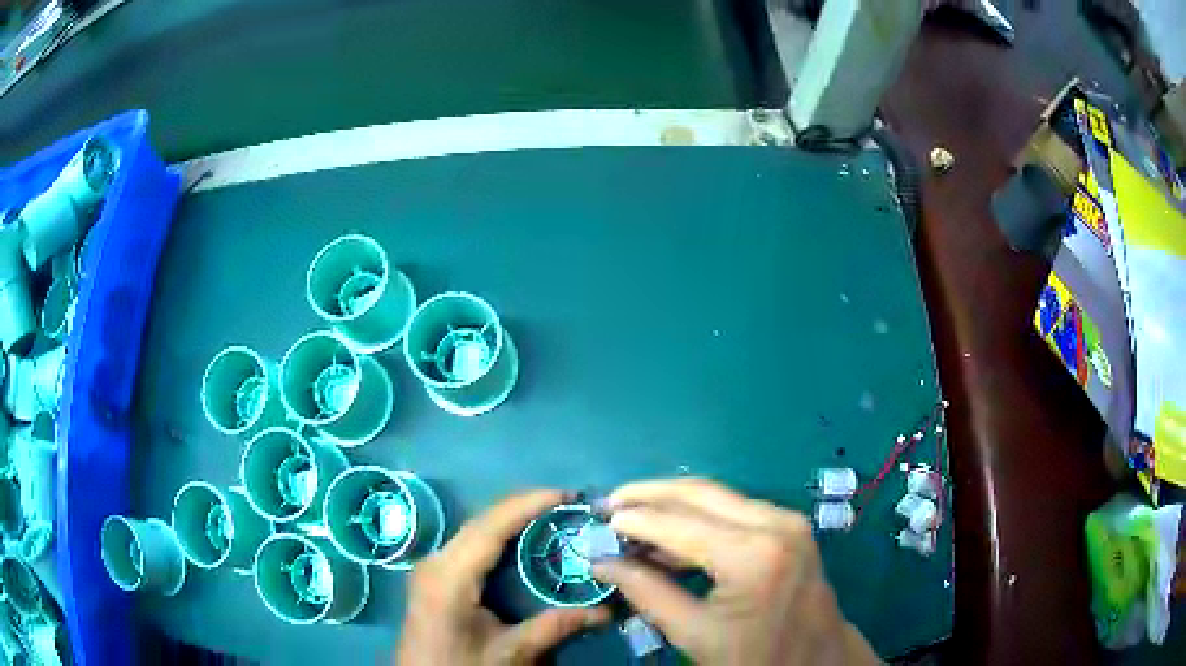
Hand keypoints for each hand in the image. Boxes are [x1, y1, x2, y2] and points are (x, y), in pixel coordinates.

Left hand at [398, 490, 608, 664]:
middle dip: (523, 508)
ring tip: (551, 516)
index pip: (491, 527)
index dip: (527, 505)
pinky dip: (497, 537)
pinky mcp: (433, 576)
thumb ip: (554, 627)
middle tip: (567, 505)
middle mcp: (436, 561)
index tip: (565, 495)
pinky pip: (468, 545)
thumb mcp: (510, 652)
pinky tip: (521, 541)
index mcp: (450, 576)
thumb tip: (604, 611)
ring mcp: (431, 566)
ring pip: (474, 530)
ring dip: (510, 520)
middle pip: (481, 522)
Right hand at [593, 479, 878, 664]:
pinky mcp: (790, 526)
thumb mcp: (695, 634)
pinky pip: (735, 510)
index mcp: (753, 554)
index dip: (634, 519)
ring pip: (717, 497)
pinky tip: (671, 535)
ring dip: (673, 505)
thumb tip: (603, 563)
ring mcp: (787, 520)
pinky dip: (699, 517)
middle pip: (699, 493)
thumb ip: (646, 593)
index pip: (679, 523)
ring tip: (632, 520)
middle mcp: (774, 523)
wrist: (816, 661)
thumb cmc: (756, 656)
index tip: (598, 518)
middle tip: (610, 503)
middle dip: (650, 495)